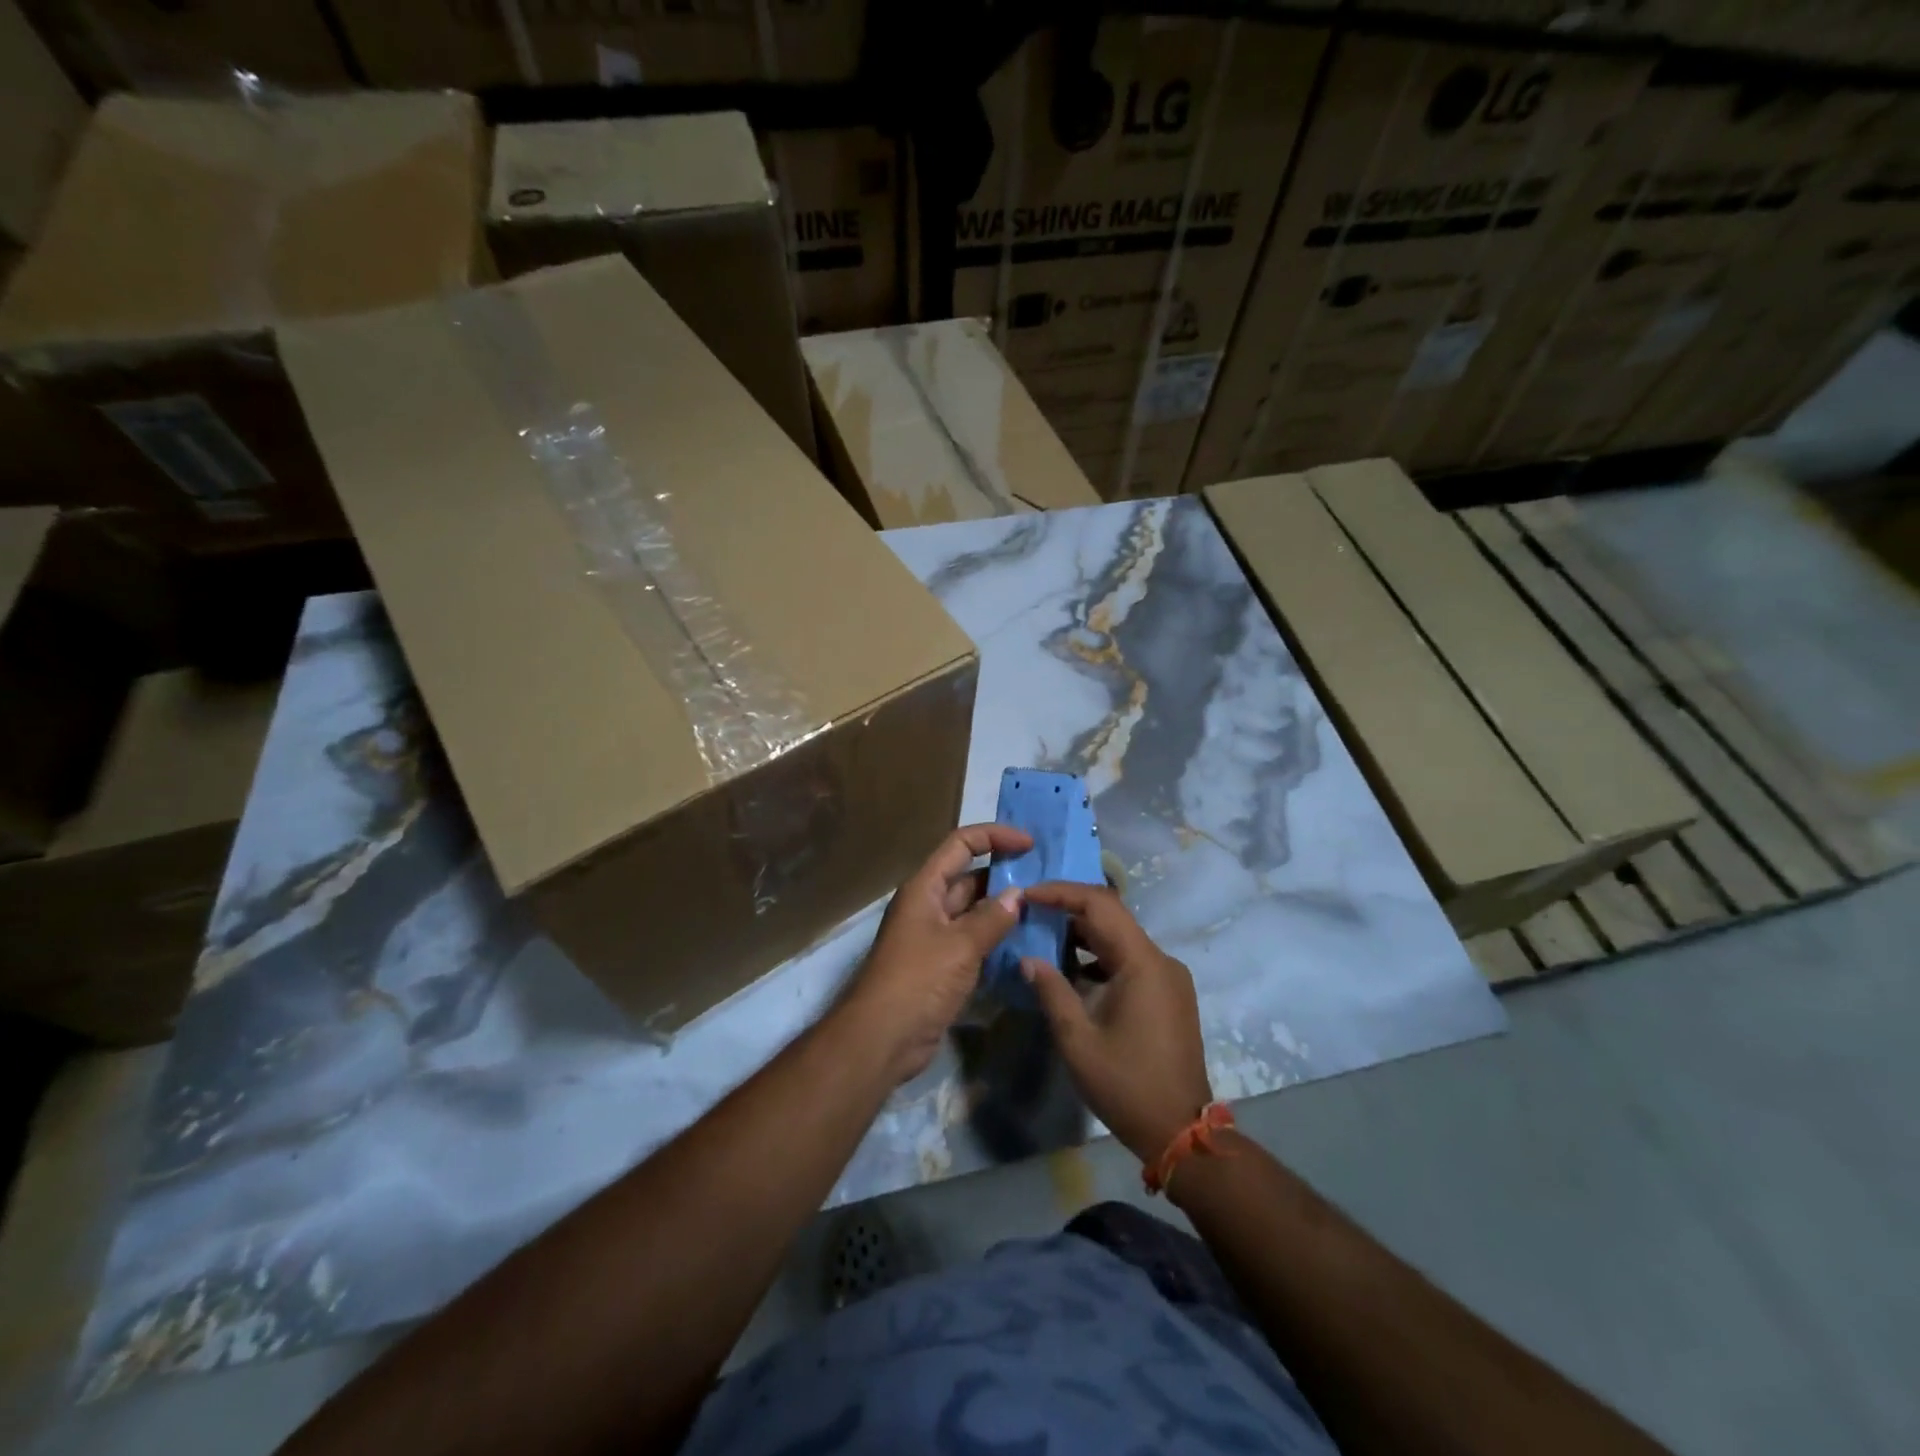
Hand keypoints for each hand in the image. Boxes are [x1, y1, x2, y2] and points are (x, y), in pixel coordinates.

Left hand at [844, 823, 1032, 1084]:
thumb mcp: (959, 945)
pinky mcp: (942, 965)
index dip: (995, 836)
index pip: (961, 844)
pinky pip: (974, 941)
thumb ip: (991, 918)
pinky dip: (997, 939)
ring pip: (974, 911)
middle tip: (1046, 881)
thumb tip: (1018, 895)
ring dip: (1004, 909)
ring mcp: (934, 936)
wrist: (883, 1038)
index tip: (1030, 844)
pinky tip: (1026, 944)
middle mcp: (928, 905)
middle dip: (1005, 875)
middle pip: (969, 876)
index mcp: (925, 887)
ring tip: (1044, 909)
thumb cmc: (918, 980)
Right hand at [1020, 882, 1213, 1163]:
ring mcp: (1168, 976)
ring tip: (1042, 935)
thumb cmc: (1126, 1085)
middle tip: (1029, 911)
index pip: (1100, 904)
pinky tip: (1072, 970)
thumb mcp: (1078, 1040)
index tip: (1027, 894)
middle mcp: (1161, 960)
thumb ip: (1052, 991)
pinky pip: (1130, 959)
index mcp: (1142, 963)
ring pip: (1121, 937)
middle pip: (1112, 916)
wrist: (1181, 1132)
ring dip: (1083, 933)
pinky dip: (1100, 956)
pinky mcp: (1169, 993)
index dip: (1060, 892)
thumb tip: (1028, 958)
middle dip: (1068, 909)